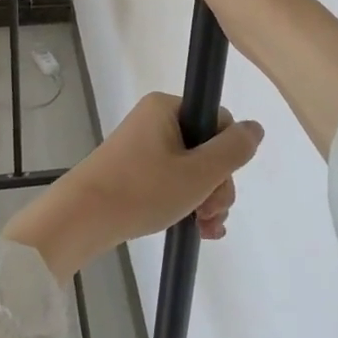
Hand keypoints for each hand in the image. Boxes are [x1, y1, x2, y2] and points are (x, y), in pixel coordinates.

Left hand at [1, 95, 262, 279]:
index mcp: (167, 108)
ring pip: (192, 169)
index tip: (218, 185)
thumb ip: (233, 150)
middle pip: (207, 148)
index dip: (227, 156)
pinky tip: (197, 229)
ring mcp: (142, 147)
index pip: (218, 121)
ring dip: (205, 198)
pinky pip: (172, 180)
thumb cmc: (141, 190)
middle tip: (209, 213)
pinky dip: (186, 202)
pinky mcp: (133, 171)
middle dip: (216, 184)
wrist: (81, 219)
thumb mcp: (198, 172)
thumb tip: (256, 128)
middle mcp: (155, 120)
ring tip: (204, 228)